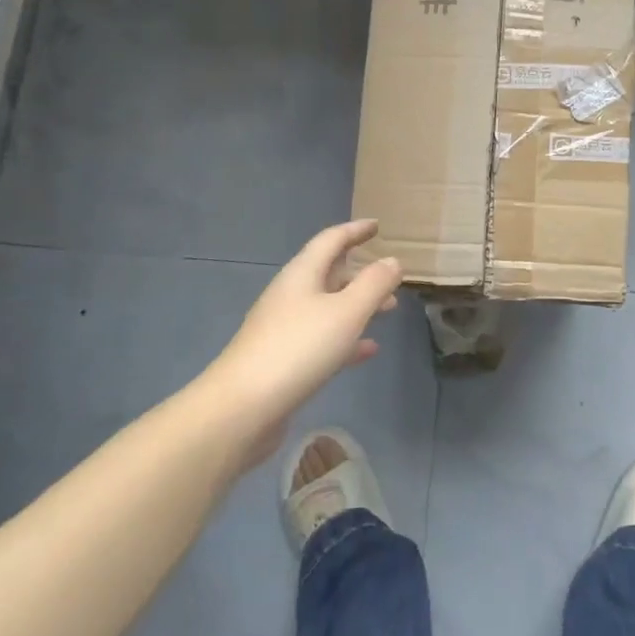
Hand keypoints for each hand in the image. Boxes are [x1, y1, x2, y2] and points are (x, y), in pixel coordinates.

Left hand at [203, 220, 402, 464]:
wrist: (241, 409)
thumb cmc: (298, 349)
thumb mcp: (347, 312)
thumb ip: (374, 284)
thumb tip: (393, 260)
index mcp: (302, 274)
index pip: (331, 240)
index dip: (355, 231)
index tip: (377, 226)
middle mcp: (291, 295)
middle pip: (329, 273)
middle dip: (361, 272)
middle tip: (390, 277)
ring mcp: (284, 329)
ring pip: (328, 307)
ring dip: (358, 305)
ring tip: (389, 310)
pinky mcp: (284, 361)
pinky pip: (322, 339)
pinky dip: (347, 338)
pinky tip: (368, 350)